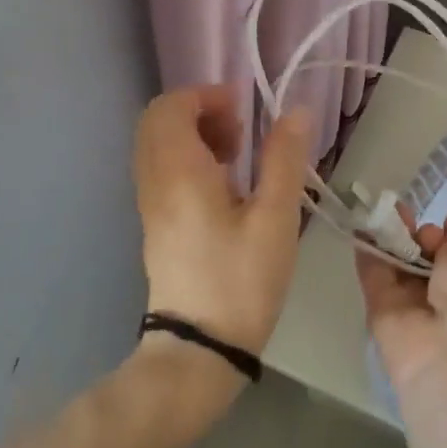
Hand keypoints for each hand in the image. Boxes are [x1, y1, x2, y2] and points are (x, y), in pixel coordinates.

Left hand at [133, 85, 311, 357]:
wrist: (198, 351)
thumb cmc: (241, 281)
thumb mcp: (275, 218)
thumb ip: (284, 159)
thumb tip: (296, 111)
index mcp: (179, 173)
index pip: (170, 107)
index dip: (206, 96)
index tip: (245, 110)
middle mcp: (155, 181)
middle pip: (158, 121)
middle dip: (200, 111)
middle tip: (240, 129)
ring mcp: (150, 204)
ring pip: (159, 145)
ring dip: (195, 134)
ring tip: (238, 154)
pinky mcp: (156, 223)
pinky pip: (163, 169)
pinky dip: (189, 158)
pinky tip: (226, 183)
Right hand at [355, 213, 446, 401]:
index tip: (444, 223)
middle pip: (431, 263)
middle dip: (421, 236)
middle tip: (410, 214)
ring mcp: (417, 312)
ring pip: (402, 268)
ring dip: (393, 237)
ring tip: (383, 208)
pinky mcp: (384, 316)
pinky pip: (376, 278)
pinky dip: (369, 251)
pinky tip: (362, 223)